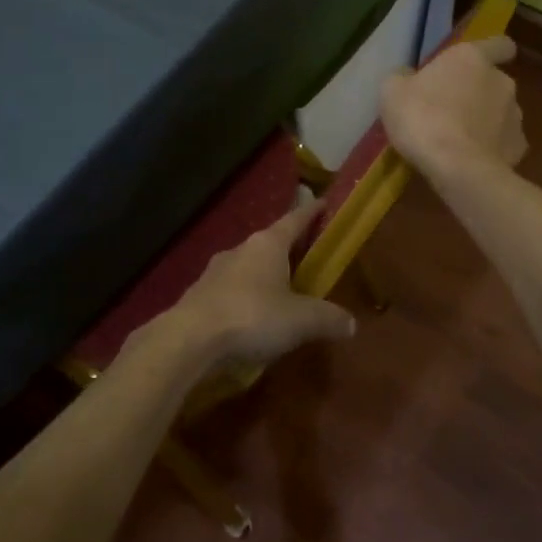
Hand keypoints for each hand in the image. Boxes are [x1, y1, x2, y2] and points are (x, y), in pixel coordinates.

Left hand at [163, 200, 355, 366]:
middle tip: (305, 256)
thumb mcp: (301, 320)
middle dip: (287, 249)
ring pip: (247, 266)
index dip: (310, 212)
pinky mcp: (199, 296)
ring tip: (280, 292)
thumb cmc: (252, 316)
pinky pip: (230, 290)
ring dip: (263, 275)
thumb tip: (352, 323)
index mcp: (268, 244)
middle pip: (270, 243)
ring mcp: (215, 271)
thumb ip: (328, 318)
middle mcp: (240, 249)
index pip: (294, 220)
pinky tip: (251, 318)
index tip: (322, 203)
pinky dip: (245, 298)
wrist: (189, 339)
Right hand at [380, 36, 526, 185]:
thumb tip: (407, 77)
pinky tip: (472, 161)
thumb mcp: (392, 91)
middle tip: (450, 111)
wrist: (456, 168)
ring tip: (460, 141)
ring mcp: (515, 116)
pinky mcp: (518, 148)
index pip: (499, 44)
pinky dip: (491, 149)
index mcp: (473, 59)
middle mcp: (501, 81)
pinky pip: (504, 144)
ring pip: (501, 113)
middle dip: (477, 93)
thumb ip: (403, 78)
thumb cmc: (422, 118)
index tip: (476, 64)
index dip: (490, 51)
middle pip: (494, 82)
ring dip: (485, 122)